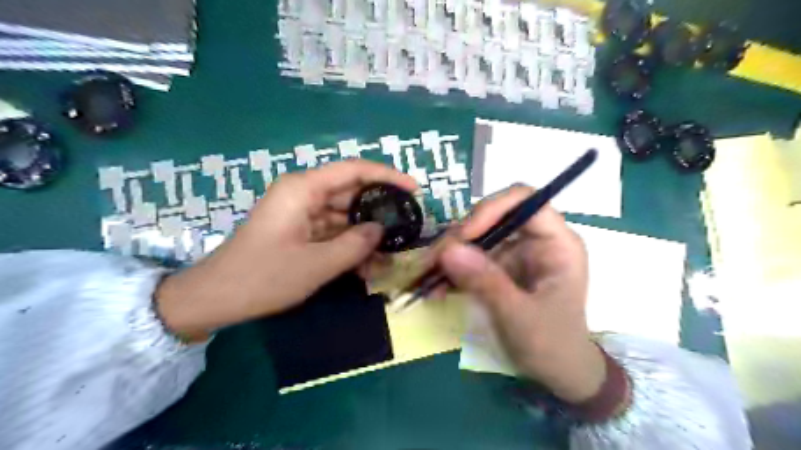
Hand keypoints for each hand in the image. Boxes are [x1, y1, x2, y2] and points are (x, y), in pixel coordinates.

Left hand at [157, 158, 418, 337]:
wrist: (215, 298)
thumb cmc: (262, 277)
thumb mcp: (316, 265)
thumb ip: (355, 245)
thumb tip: (381, 230)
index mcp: (303, 189)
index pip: (354, 170)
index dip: (387, 176)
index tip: (414, 190)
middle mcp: (303, 194)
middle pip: (351, 192)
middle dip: (379, 210)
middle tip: (408, 226)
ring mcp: (300, 212)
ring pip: (344, 214)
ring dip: (366, 233)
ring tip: (393, 251)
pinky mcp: (299, 230)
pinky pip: (332, 230)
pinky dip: (350, 244)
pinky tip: (369, 263)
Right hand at [435, 185, 604, 401]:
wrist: (558, 373)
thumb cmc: (552, 345)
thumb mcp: (519, 316)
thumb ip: (485, 282)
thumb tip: (447, 250)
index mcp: (556, 242)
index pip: (525, 201)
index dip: (491, 209)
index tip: (463, 236)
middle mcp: (535, 239)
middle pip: (492, 216)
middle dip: (460, 236)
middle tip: (432, 262)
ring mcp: (515, 252)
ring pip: (476, 236)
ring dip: (449, 254)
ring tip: (425, 276)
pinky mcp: (499, 267)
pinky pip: (470, 258)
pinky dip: (451, 270)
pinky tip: (434, 287)